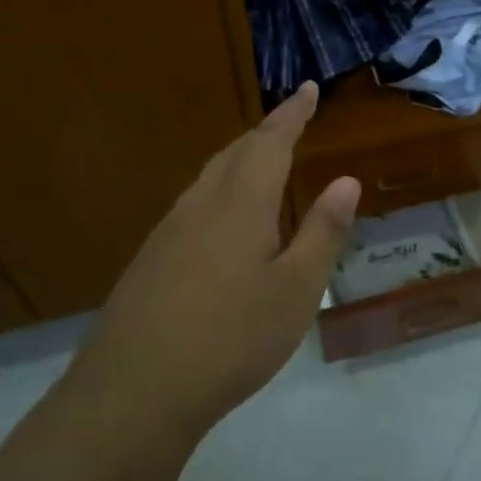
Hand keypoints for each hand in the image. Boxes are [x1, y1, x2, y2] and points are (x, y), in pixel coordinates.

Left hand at [76, 83, 360, 432]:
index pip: (270, 143)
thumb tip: (345, 180)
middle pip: (234, 154)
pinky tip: (222, 225)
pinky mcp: (149, 261)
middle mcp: (199, 207)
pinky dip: (218, 195)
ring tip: (261, 166)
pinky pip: (192, 208)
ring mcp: (167, 233)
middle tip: (289, 125)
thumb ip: (322, 232)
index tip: (306, 89)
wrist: (134, 391)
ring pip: (208, 180)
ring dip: (238, 162)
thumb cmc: (231, 339)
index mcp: (239, 205)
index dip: (291, 114)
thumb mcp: (296, 291)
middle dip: (264, 134)